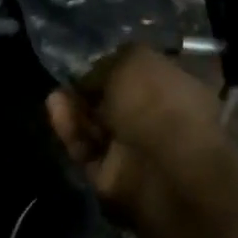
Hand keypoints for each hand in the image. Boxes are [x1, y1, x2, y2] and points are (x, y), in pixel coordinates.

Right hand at [46, 45, 220, 212]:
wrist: (162, 165)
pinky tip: (56, 112)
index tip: (91, 62)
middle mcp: (161, 120)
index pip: (145, 75)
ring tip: (55, 95)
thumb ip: (109, 62)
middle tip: (68, 80)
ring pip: (97, 129)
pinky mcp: (111, 177)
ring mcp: (136, 152)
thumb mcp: (134, 59)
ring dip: (75, 111)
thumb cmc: (158, 101)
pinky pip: (86, 151)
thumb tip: (91, 77)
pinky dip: (71, 133)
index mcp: (182, 87)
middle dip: (90, 91)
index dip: (116, 67)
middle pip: (116, 103)